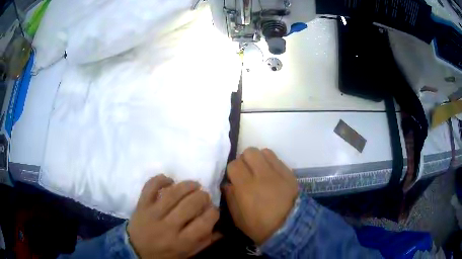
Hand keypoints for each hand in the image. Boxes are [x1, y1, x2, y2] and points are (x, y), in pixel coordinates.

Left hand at [128, 175, 220, 258]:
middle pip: (190, 204)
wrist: (136, 251)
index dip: (213, 212)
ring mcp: (152, 214)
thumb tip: (221, 227)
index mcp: (182, 241)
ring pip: (172, 193)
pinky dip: (161, 179)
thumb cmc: (165, 254)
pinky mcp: (141, 204)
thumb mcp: (188, 253)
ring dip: (187, 185)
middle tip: (204, 196)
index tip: (212, 210)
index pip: (204, 222)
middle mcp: (168, 227)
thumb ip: (205, 241)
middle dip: (202, 196)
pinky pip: (150, 186)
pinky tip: (170, 180)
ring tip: (194, 184)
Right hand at [224, 147, 297, 244]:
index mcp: (246, 187)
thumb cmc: (261, 226)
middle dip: (245, 160)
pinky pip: (277, 158)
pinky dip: (270, 162)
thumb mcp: (238, 219)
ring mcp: (277, 172)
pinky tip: (271, 174)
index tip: (235, 179)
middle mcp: (261, 175)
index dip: (232, 171)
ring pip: (264, 151)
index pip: (234, 164)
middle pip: (249, 152)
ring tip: (259, 171)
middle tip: (247, 173)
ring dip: (258, 159)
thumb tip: (227, 184)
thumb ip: (230, 199)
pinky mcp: (289, 173)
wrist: (289, 228)